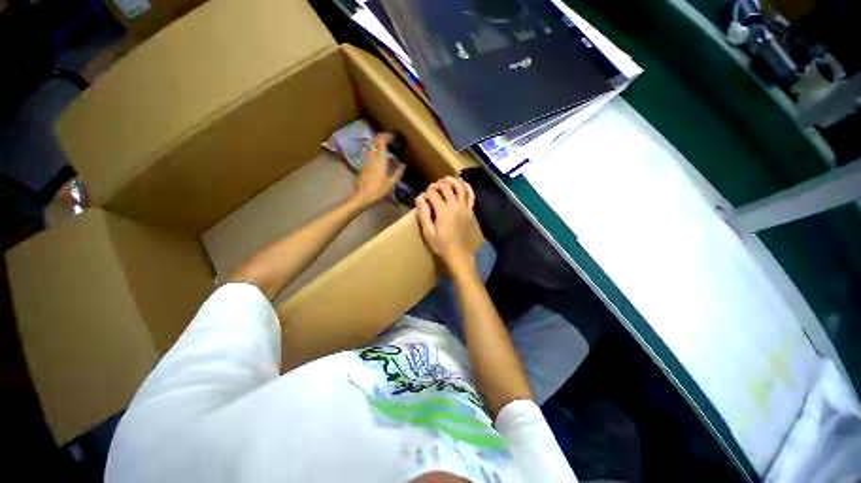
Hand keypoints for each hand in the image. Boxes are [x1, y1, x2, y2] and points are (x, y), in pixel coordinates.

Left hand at [352, 133, 405, 208]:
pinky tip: (378, 158)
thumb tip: (403, 165)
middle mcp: (372, 158)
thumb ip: (398, 173)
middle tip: (389, 140)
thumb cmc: (378, 190)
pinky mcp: (363, 167)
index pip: (381, 143)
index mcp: (380, 160)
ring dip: (377, 144)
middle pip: (375, 143)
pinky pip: (369, 154)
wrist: (363, 197)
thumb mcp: (391, 183)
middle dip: (381, 138)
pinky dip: (374, 152)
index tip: (393, 136)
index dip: (386, 137)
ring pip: (371, 148)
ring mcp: (366, 162)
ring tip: (384, 147)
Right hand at [416, 177, 481, 268]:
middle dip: (436, 185)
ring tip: (445, 180)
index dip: (426, 193)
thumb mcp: (428, 233)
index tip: (422, 199)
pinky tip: (462, 183)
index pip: (433, 194)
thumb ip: (423, 215)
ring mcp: (465, 208)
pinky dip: (467, 187)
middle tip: (431, 189)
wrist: (460, 255)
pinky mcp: (471, 211)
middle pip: (446, 187)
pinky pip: (471, 195)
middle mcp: (455, 206)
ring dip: (452, 181)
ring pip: (460, 187)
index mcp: (444, 211)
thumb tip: (419, 198)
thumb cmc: (442, 246)